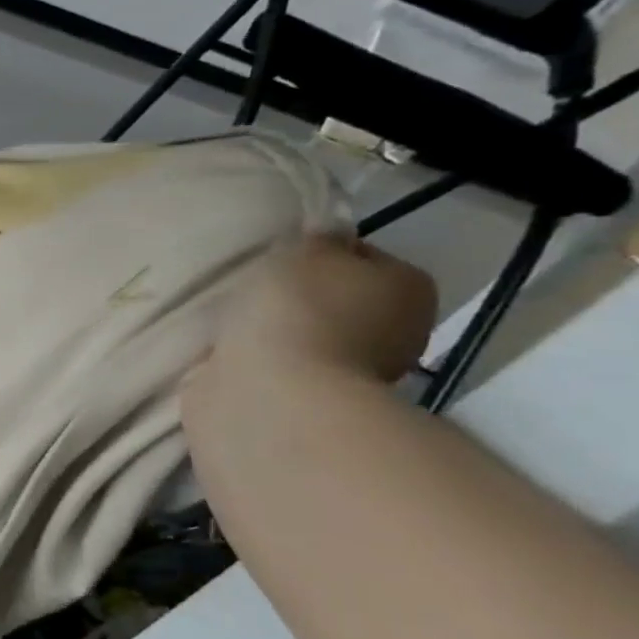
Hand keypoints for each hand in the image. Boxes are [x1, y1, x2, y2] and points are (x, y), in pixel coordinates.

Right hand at [203, 233, 437, 384]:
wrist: (273, 395)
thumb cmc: (299, 311)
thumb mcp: (308, 251)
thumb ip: (319, 238)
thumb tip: (328, 235)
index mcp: (409, 288)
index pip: (361, 257)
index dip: (320, 253)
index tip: (281, 259)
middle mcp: (397, 333)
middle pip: (337, 301)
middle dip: (298, 299)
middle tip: (252, 292)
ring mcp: (354, 376)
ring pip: (307, 337)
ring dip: (276, 333)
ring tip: (233, 324)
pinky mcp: (308, 404)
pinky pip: (280, 370)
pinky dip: (259, 363)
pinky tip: (230, 355)